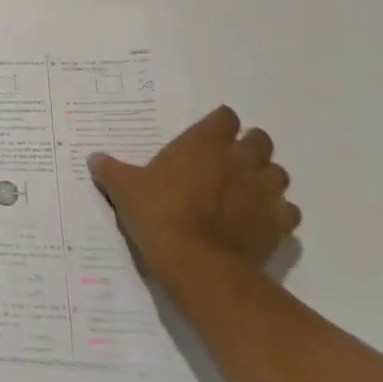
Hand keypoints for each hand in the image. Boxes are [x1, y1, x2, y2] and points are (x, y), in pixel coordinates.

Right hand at [89, 106, 298, 274]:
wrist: (199, 265)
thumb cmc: (160, 214)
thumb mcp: (124, 189)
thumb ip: (111, 170)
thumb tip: (94, 158)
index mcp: (203, 144)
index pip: (225, 117)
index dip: (219, 123)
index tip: (208, 134)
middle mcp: (239, 160)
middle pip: (260, 140)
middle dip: (249, 146)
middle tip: (229, 160)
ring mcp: (263, 192)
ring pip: (278, 174)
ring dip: (266, 177)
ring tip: (247, 189)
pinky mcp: (278, 225)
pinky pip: (288, 211)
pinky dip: (278, 212)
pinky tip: (261, 220)